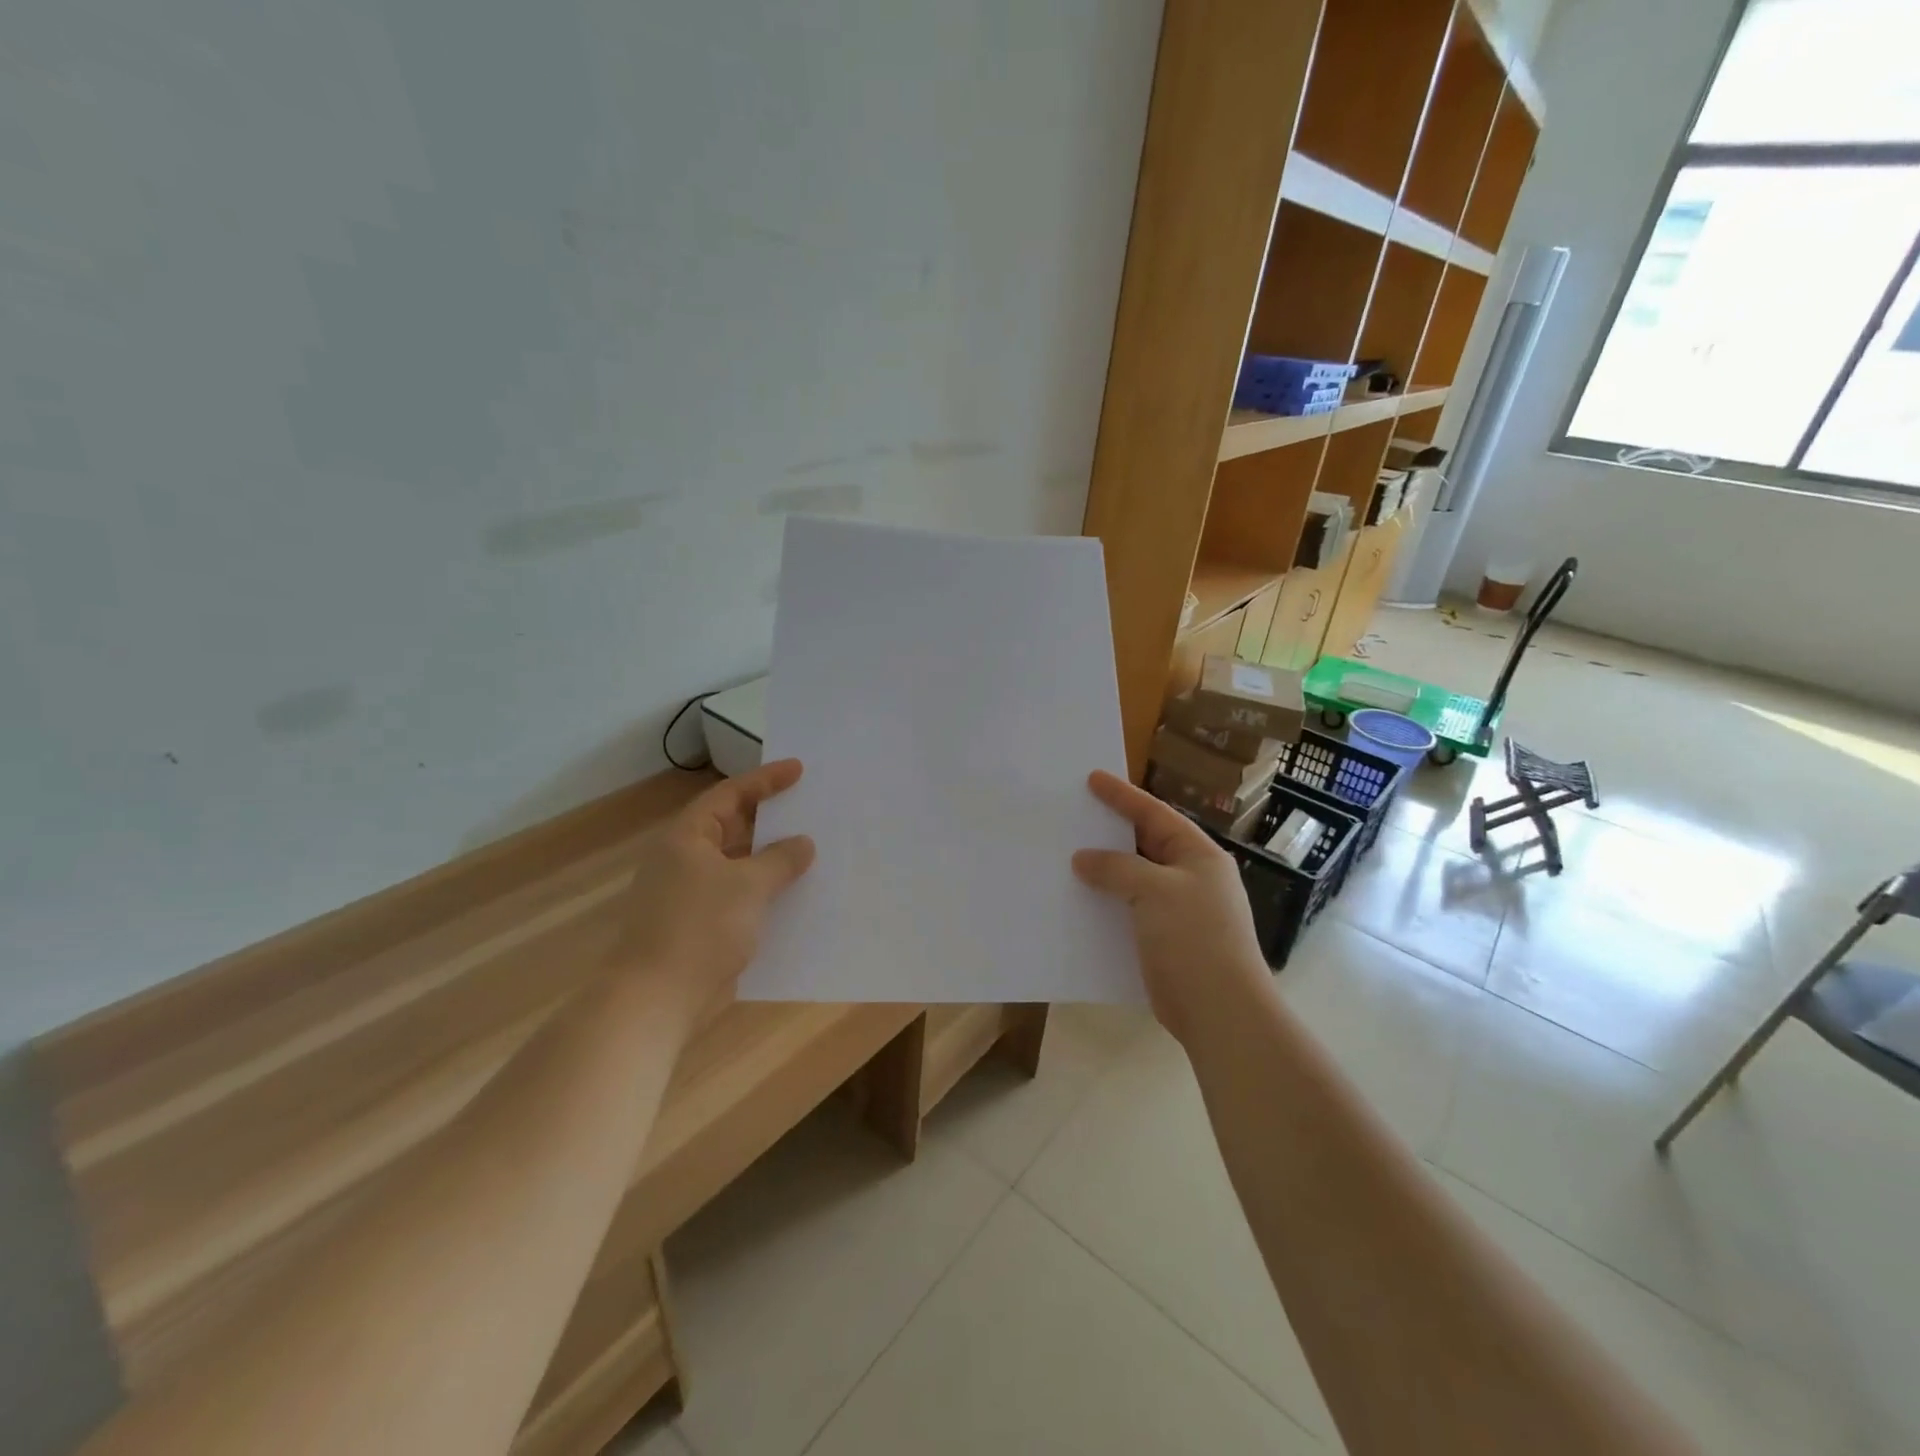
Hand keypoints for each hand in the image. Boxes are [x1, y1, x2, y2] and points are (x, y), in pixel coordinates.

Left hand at [609, 759, 815, 1016]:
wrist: (657, 999)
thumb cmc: (700, 928)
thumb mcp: (748, 886)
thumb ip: (780, 859)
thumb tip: (803, 843)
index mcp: (687, 837)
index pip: (730, 795)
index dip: (765, 780)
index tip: (799, 770)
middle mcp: (685, 859)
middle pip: (733, 826)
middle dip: (770, 819)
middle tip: (809, 807)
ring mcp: (690, 893)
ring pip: (738, 863)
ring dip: (770, 858)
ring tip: (811, 849)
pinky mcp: (699, 924)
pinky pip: (738, 895)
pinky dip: (764, 890)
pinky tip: (794, 896)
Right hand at [1072, 770, 1268, 1044]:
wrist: (1220, 1011)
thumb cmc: (1194, 938)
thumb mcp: (1154, 891)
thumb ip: (1117, 868)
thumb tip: (1083, 859)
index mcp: (1198, 855)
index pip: (1155, 814)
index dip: (1123, 796)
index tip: (1092, 778)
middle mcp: (1191, 878)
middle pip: (1145, 844)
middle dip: (1110, 832)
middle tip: (1075, 815)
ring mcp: (1179, 911)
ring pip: (1134, 879)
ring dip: (1104, 871)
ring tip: (1067, 856)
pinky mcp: (1164, 940)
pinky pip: (1129, 910)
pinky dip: (1107, 903)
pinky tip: (1079, 902)